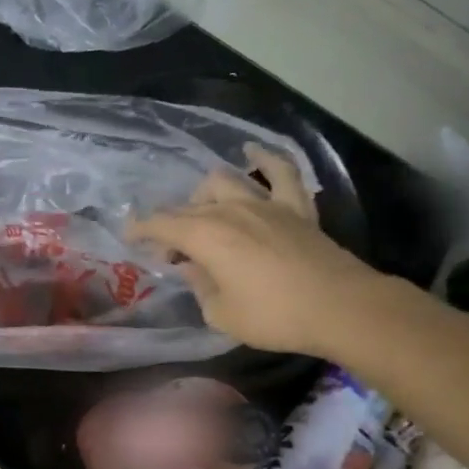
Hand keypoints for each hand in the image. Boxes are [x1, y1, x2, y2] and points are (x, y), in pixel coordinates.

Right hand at [127, 145, 387, 355]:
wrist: (340, 308)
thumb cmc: (273, 316)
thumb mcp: (220, 314)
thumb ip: (200, 287)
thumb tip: (193, 268)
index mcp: (205, 236)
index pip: (161, 224)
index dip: (140, 229)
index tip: (128, 237)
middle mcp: (230, 210)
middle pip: (189, 207)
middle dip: (171, 226)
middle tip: (172, 254)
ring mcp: (265, 204)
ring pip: (224, 182)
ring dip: (204, 195)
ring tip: (202, 213)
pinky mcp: (296, 208)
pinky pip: (281, 172)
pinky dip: (265, 159)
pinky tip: (253, 152)